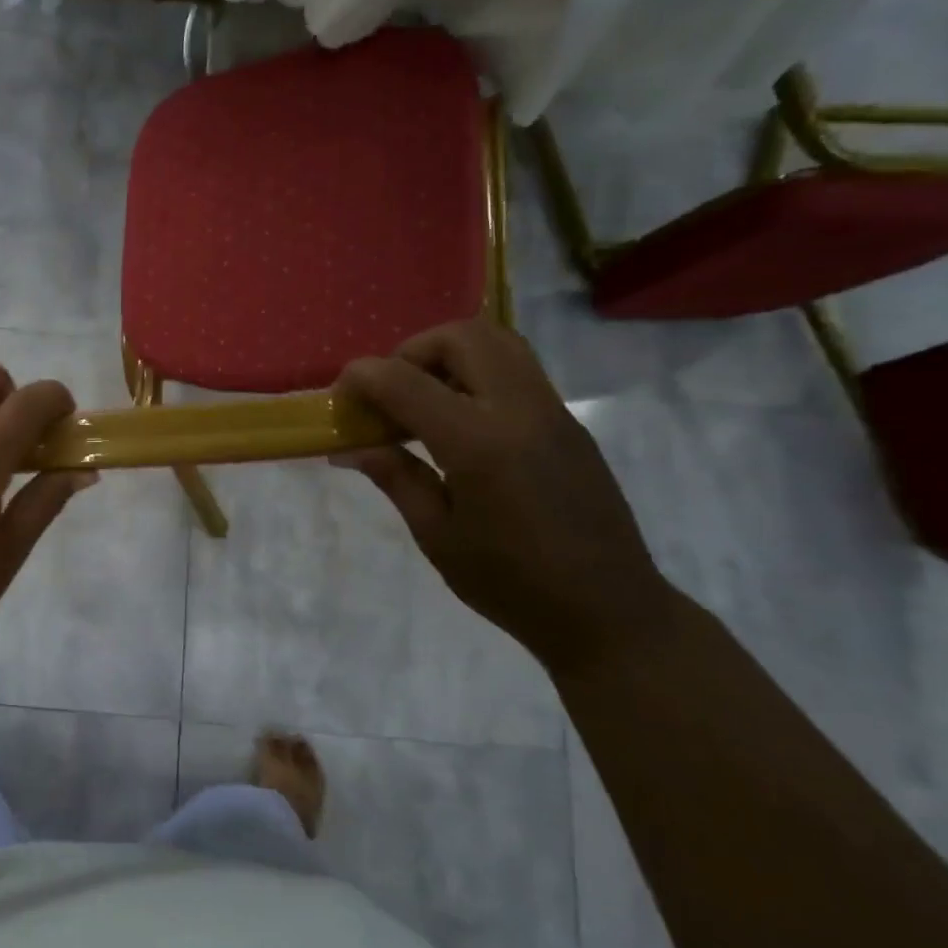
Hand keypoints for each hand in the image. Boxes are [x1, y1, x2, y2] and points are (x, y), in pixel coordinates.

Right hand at [334, 320, 676, 665]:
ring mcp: (551, 412)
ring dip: (448, 355)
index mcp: (478, 444)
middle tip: (389, 393)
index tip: (339, 395)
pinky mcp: (568, 423)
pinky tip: (458, 422)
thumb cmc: (510, 583)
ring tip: (423, 400)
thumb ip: (395, 477)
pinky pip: (517, 369)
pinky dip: (476, 373)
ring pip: (498, 342)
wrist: (608, 611)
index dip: (362, 377)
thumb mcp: (437, 535)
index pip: (406, 381)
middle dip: (411, 352)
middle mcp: (519, 411)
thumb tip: (350, 448)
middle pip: (462, 337)